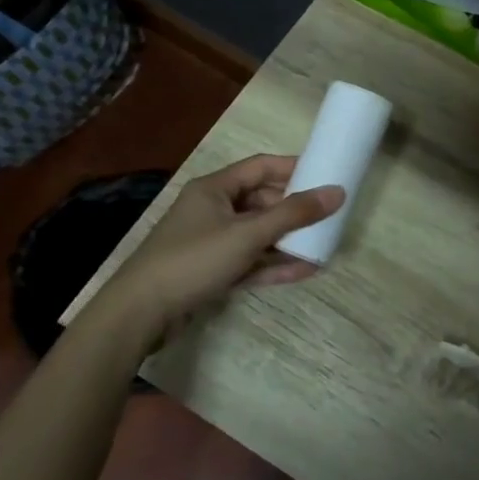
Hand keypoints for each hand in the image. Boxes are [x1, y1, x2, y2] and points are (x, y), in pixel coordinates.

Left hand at [108, 155, 342, 337]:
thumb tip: (337, 192)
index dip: (294, 169)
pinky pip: (250, 261)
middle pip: (262, 202)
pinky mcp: (212, 271)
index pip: (261, 167)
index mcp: (215, 189)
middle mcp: (213, 210)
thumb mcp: (247, 234)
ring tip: (323, 247)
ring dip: (288, 241)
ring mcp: (212, 242)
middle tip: (330, 218)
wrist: (142, 312)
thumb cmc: (194, 259)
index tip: (326, 176)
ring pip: (258, 235)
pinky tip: (304, 270)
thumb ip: (293, 214)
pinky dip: (274, 265)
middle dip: (295, 211)